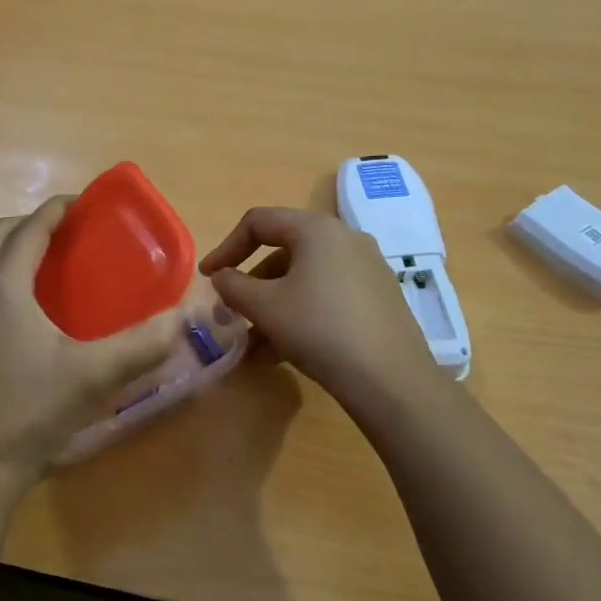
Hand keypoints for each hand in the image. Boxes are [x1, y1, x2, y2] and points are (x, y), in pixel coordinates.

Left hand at [0, 197, 183, 499]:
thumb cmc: (31, 410)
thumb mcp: (94, 375)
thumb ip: (142, 344)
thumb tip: (181, 317)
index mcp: (2, 287)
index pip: (29, 228)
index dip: (58, 209)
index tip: (87, 203)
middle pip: (0, 236)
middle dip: (35, 224)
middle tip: (74, 233)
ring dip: (18, 250)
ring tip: (59, 265)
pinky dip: (9, 278)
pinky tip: (39, 312)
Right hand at [200, 207, 445, 409]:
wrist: (391, 379)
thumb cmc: (319, 330)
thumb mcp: (265, 307)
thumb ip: (233, 285)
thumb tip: (222, 277)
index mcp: (317, 229)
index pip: (259, 221)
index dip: (226, 246)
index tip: (209, 278)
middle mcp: (346, 238)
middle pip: (284, 250)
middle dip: (252, 283)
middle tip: (233, 312)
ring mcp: (368, 267)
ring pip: (306, 277)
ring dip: (274, 303)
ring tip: (255, 343)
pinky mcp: (380, 296)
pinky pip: (329, 293)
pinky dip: (302, 311)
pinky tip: (288, 348)